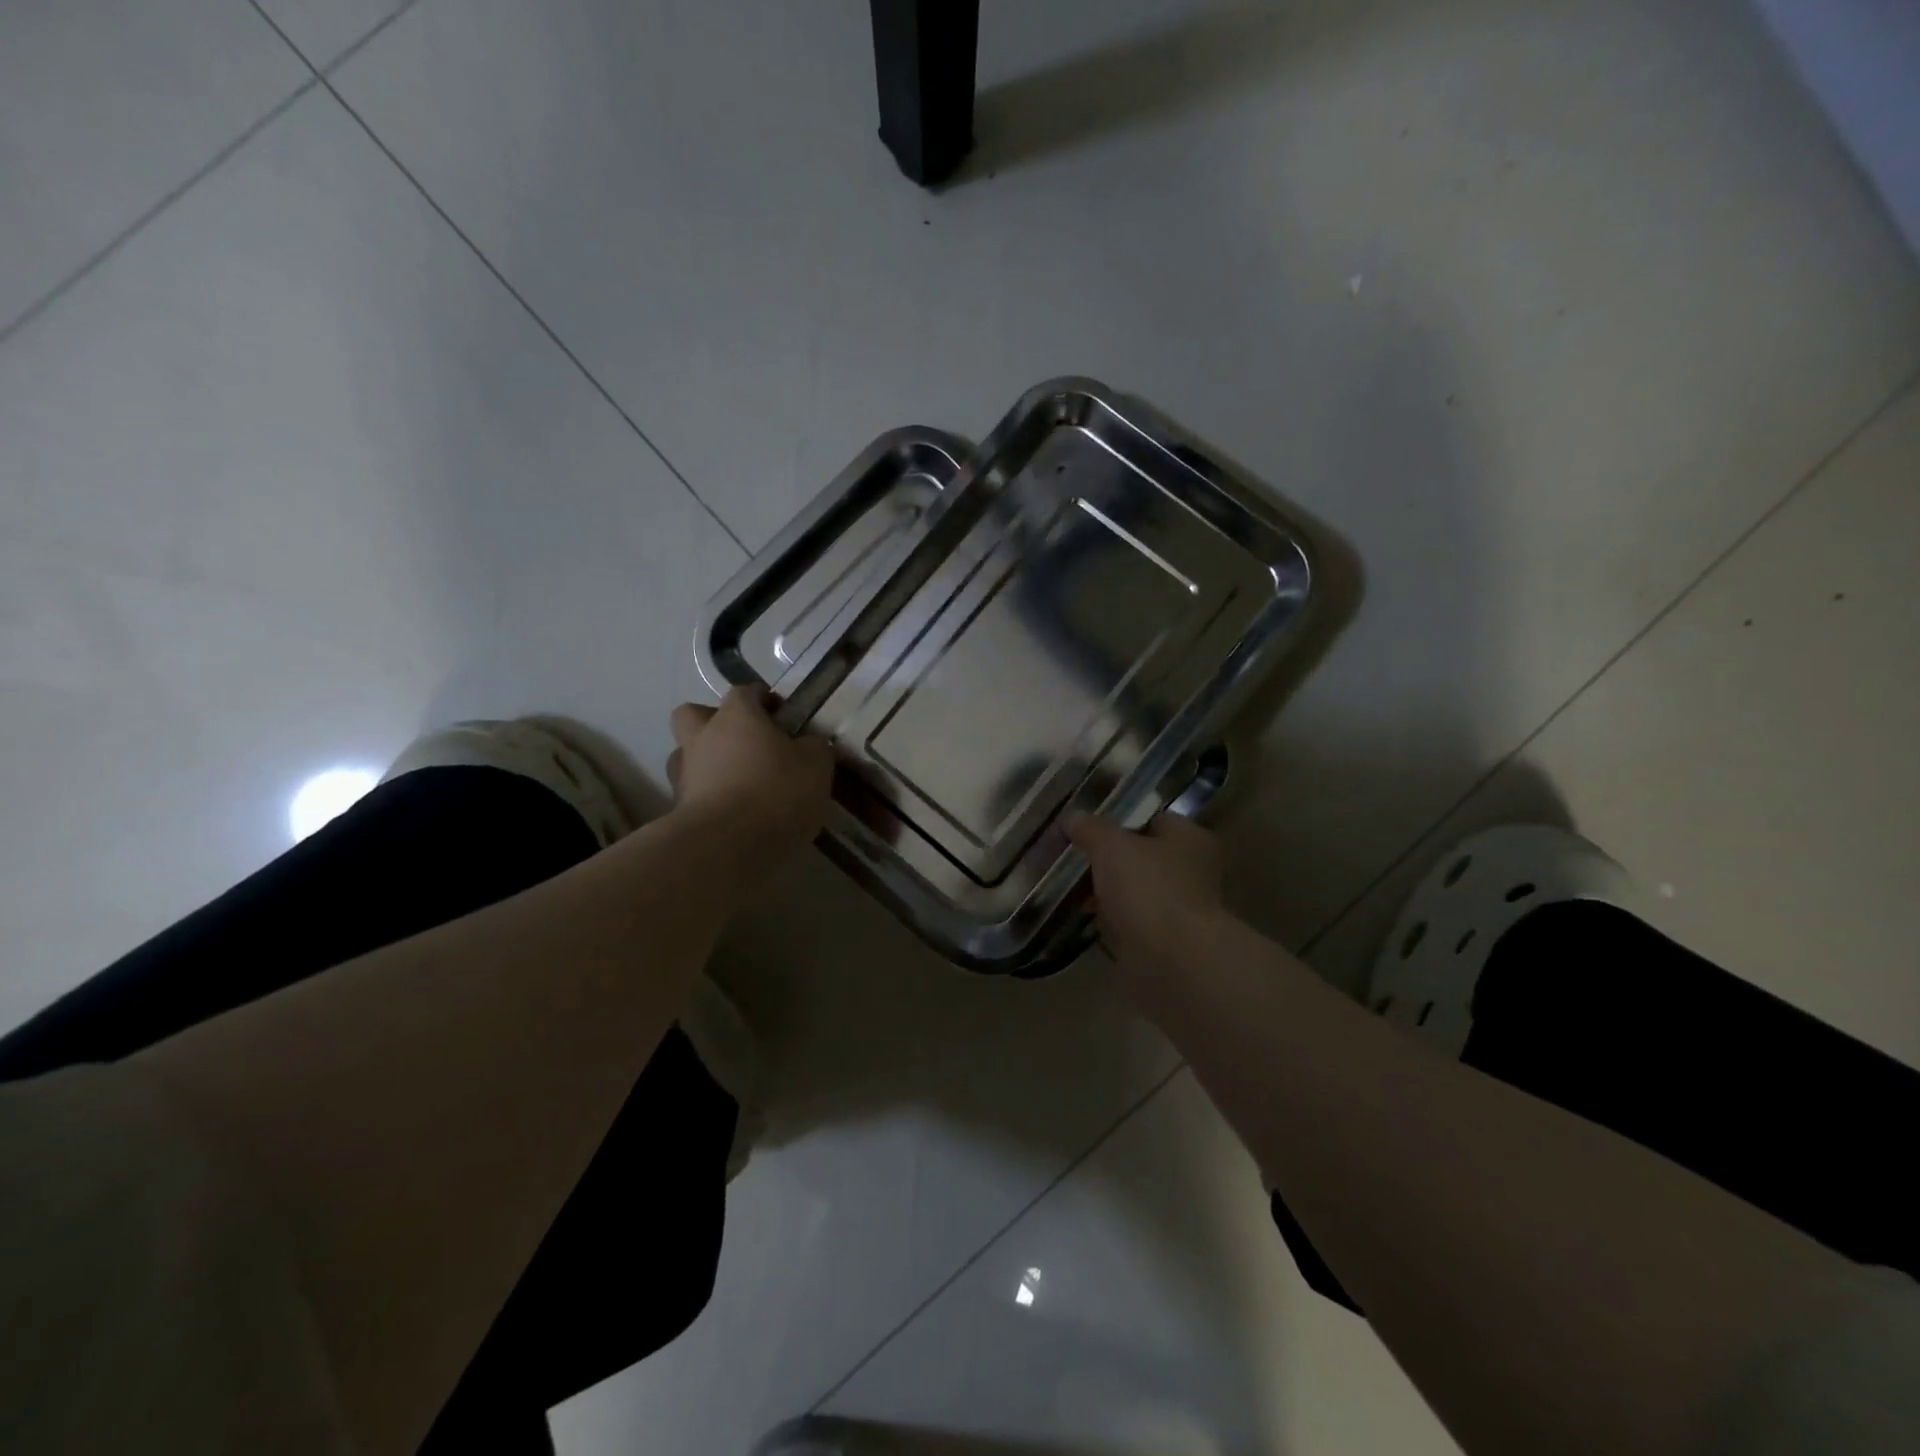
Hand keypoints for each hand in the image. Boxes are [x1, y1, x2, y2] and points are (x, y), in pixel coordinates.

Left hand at [667, 688, 833, 874]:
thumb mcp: (816, 765)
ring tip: (741, 785)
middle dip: (715, 723)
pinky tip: (736, 815)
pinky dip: (711, 799)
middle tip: (745, 743)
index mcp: (736, 717)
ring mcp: (685, 775)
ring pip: (689, 757)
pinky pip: (695, 794)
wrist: (727, 847)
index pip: (745, 692)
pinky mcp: (678, 811)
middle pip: (694, 715)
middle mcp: (702, 738)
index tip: (781, 714)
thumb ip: (814, 748)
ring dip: (709, 764)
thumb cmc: (776, 792)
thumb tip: (808, 745)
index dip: (762, 699)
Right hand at [1068, 810, 1228, 975]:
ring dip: (1109, 893)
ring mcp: (1180, 910)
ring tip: (1074, 890)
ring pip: (1137, 892)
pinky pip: (1133, 923)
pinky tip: (1087, 919)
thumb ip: (1091, 829)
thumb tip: (1073, 818)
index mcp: (1190, 839)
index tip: (1088, 827)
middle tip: (1075, 859)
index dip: (1122, 820)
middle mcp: (1192, 872)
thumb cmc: (1149, 889)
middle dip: (1110, 860)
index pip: (1155, 819)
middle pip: (1144, 858)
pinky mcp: (1165, 943)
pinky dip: (1113, 921)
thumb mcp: (1111, 846)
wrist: (1172, 962)